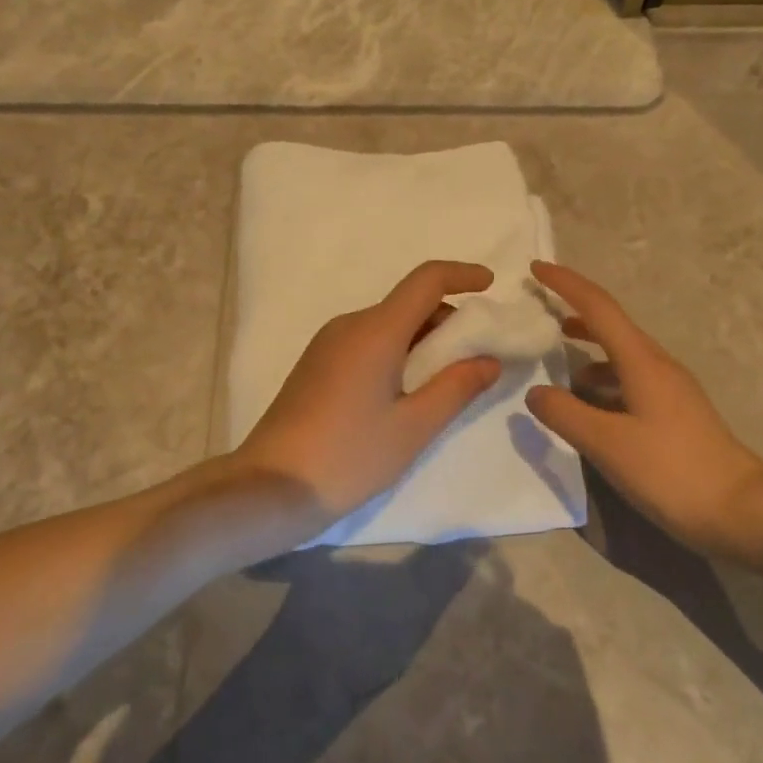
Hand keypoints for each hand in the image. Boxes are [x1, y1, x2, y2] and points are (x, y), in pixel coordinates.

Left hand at [234, 261, 503, 520]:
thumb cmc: (348, 456)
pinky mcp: (317, 365)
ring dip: (423, 340)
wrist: (271, 487)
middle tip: (478, 355)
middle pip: (408, 303)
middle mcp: (349, 325)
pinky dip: (398, 352)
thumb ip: (457, 387)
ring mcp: (328, 344)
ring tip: (447, 380)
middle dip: (448, 320)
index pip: (425, 281)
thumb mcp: (414, 427)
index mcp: (375, 330)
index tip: (491, 285)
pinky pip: (368, 342)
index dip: (461, 275)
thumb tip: (488, 360)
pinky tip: (407, 392)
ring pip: (388, 325)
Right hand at [526, 261, 762, 563]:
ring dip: (588, 348)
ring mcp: (670, 389)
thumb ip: (566, 414)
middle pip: (611, 324)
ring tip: (557, 360)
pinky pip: (629, 379)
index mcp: (641, 361)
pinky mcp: (674, 412)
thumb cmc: (671, 471)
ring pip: (621, 354)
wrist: (741, 511)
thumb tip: (536, 392)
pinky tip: (590, 404)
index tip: (536, 267)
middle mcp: (657, 365)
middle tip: (539, 310)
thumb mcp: (607, 444)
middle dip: (574, 310)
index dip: (566, 284)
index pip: (598, 307)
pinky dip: (603, 379)